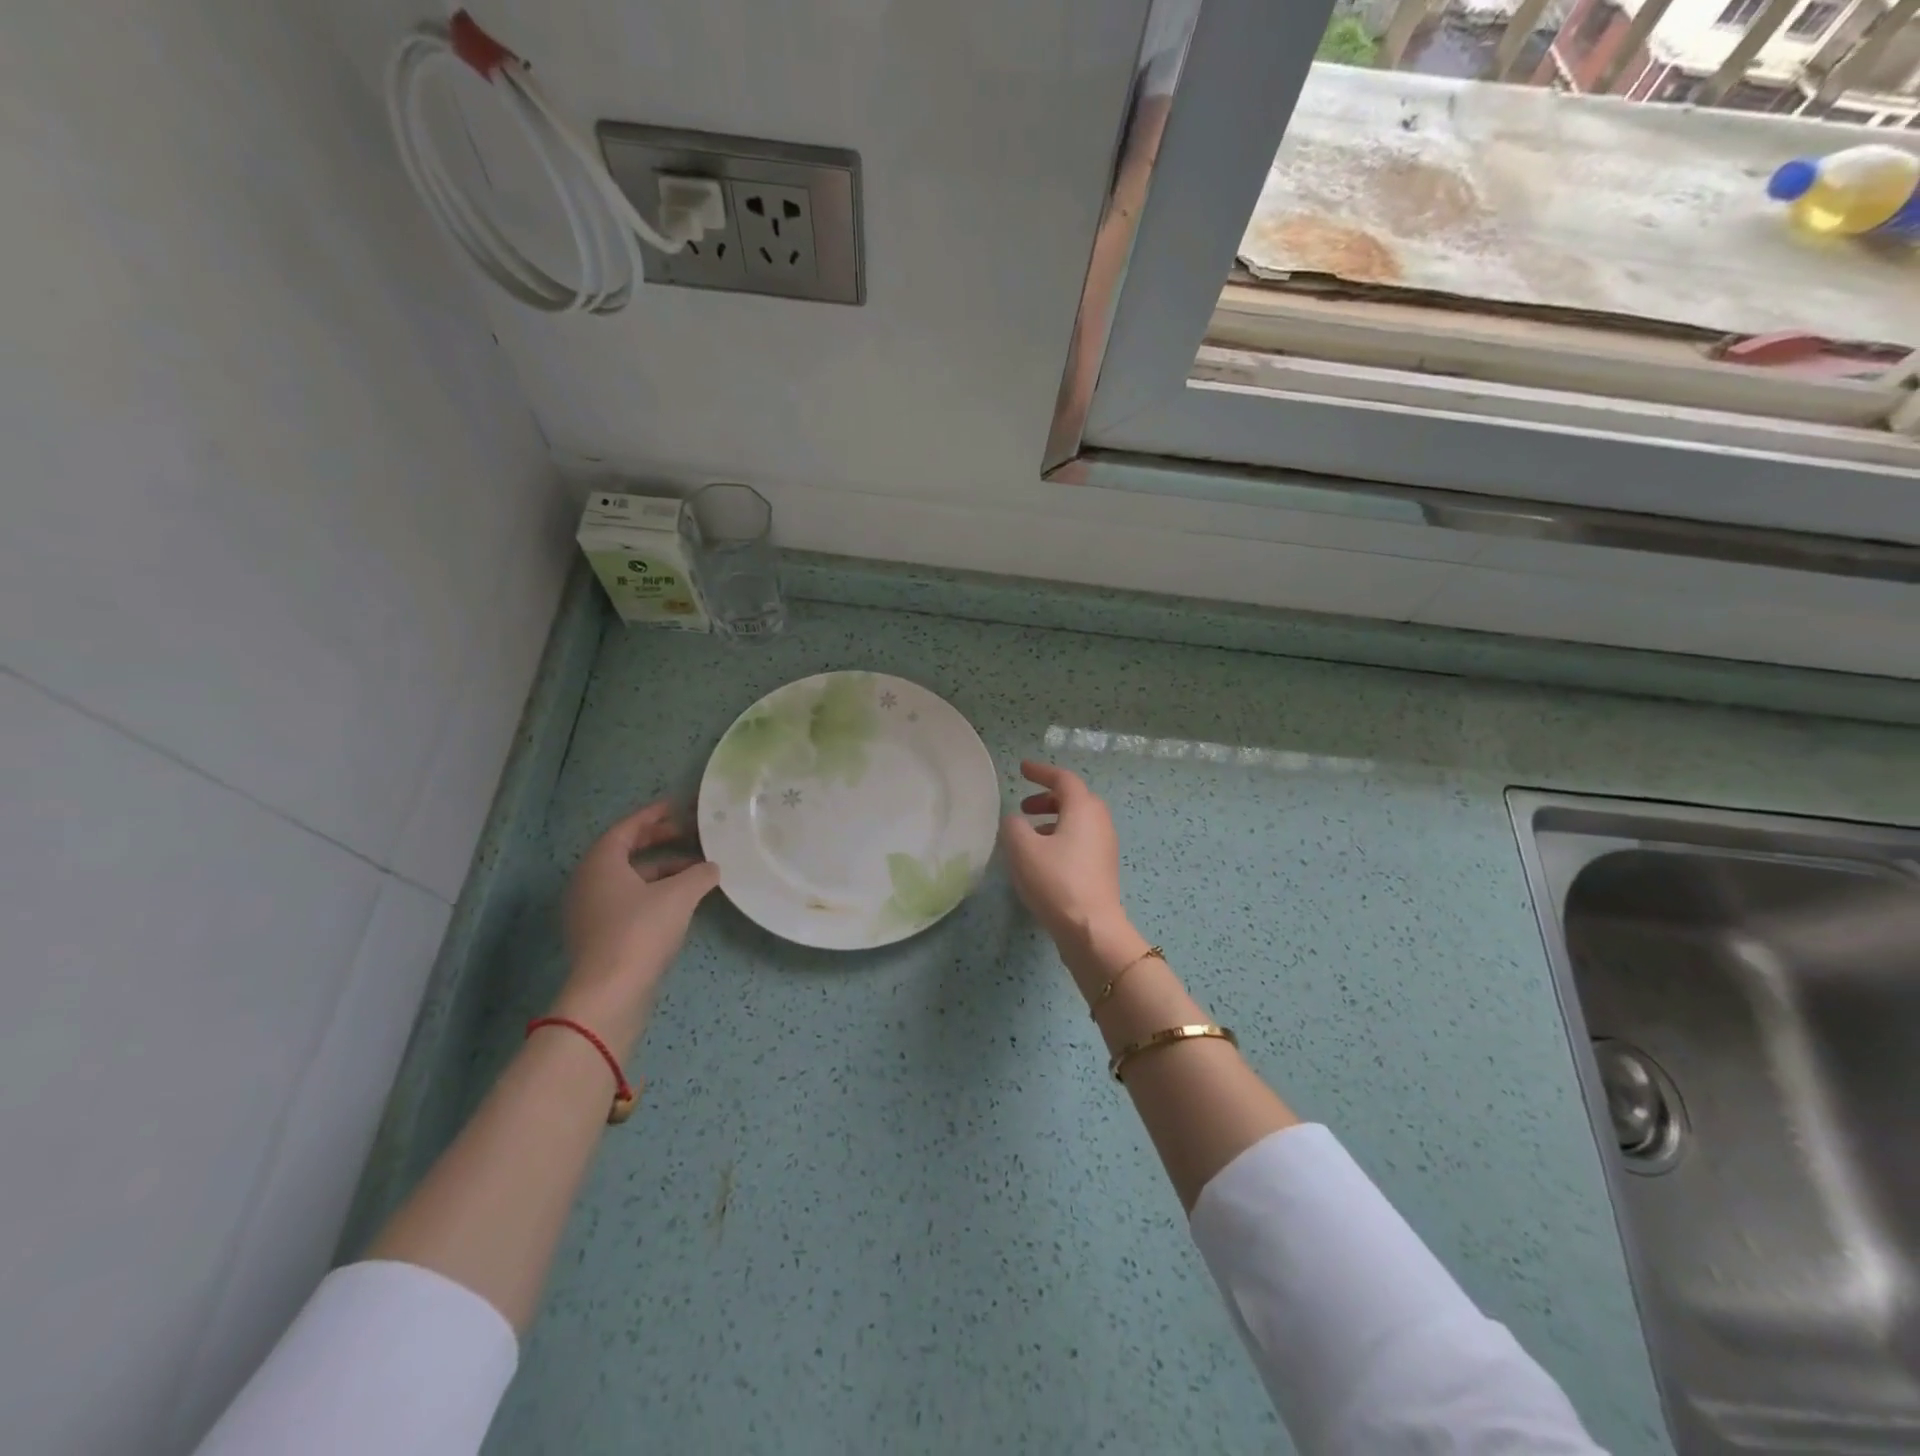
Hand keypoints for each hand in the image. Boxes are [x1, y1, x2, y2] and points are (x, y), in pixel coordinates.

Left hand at [556, 802, 720, 1055]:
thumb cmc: (640, 931)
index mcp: (600, 863)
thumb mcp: (679, 896)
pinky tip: (679, 901)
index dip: (652, 815)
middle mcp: (589, 882)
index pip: (626, 828)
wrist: (609, 993)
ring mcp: (590, 911)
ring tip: (694, 870)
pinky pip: (627, 900)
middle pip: (625, 852)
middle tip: (689, 834)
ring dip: (660, 870)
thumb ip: (699, 874)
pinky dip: (652, 892)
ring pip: (628, 879)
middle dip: (658, 841)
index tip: (676, 806)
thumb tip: (713, 867)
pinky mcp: (598, 936)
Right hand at [999, 761, 1143, 984]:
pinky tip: (1043, 860)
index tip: (1022, 770)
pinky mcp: (1103, 869)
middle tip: (1024, 807)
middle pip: (1075, 799)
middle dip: (1049, 798)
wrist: (1091, 929)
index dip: (1041, 772)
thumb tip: (1016, 821)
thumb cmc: (1056, 881)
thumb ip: (1013, 826)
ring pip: (1078, 822)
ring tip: (1029, 835)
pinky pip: (1081, 841)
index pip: (1063, 779)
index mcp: (1083, 809)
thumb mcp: (1022, 849)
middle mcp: (1100, 822)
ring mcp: (1105, 847)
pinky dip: (1062, 839)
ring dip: (1054, 820)